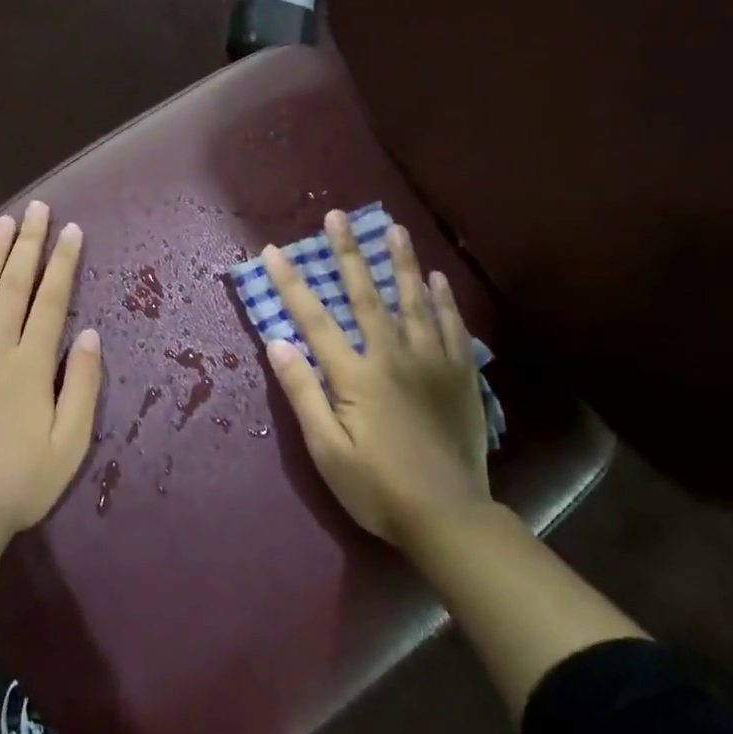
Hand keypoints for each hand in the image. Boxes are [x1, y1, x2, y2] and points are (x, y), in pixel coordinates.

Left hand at [0, 201, 103, 545]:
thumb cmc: (21, 483)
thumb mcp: (71, 444)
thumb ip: (82, 385)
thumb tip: (89, 334)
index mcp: (30, 365)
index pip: (51, 300)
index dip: (64, 262)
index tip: (72, 230)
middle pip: (15, 285)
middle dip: (29, 244)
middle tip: (38, 209)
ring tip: (5, 222)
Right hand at [262, 210, 490, 550]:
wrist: (449, 517)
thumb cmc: (376, 487)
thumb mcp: (326, 449)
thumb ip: (303, 393)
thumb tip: (278, 341)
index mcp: (355, 374)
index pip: (314, 318)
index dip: (291, 283)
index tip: (273, 250)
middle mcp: (392, 356)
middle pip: (366, 294)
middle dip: (348, 253)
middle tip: (338, 216)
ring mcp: (430, 362)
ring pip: (414, 300)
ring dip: (400, 261)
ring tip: (393, 228)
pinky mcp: (460, 375)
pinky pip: (452, 326)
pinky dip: (443, 299)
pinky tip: (437, 279)